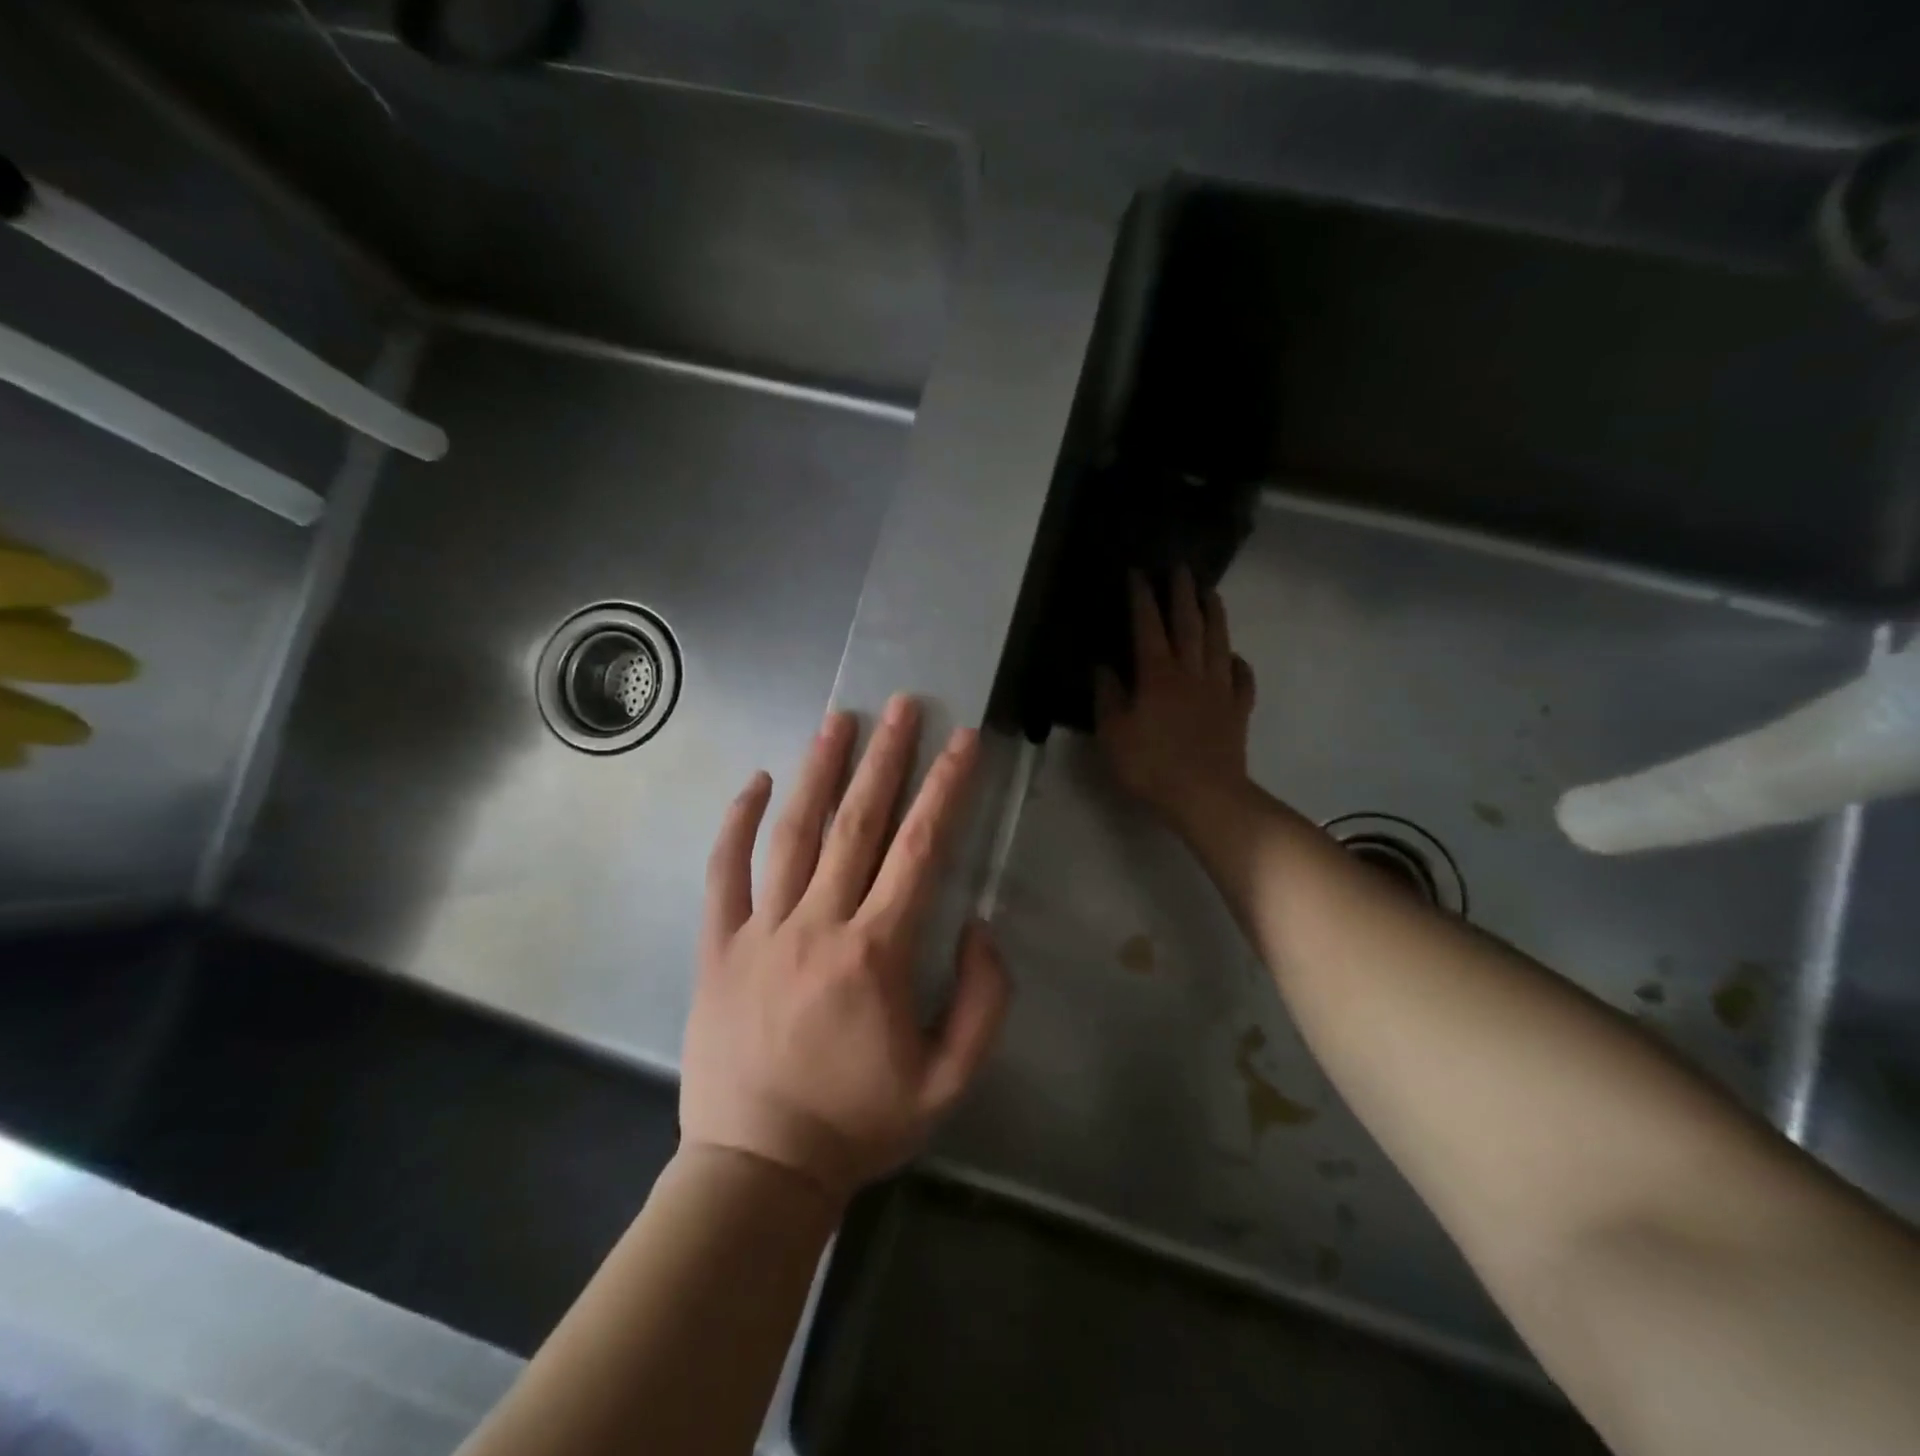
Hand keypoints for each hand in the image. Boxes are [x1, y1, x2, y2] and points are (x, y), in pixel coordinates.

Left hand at [681, 695, 1011, 1204]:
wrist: (758, 1170)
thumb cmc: (859, 1124)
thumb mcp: (949, 1081)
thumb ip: (983, 1001)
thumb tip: (979, 926)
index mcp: (877, 952)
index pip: (921, 850)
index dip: (946, 789)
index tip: (962, 741)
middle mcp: (818, 924)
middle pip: (858, 823)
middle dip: (886, 758)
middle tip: (902, 705)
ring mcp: (761, 930)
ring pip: (792, 833)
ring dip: (819, 771)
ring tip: (839, 720)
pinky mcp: (718, 945)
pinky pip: (724, 872)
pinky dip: (737, 823)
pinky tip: (754, 781)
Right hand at [1095, 566, 1256, 831]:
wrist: (1205, 795)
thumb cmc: (1150, 765)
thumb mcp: (1113, 734)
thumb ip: (1108, 697)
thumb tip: (1104, 668)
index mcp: (1157, 675)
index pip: (1148, 626)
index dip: (1142, 598)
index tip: (1138, 573)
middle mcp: (1190, 672)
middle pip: (1188, 624)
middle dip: (1182, 593)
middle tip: (1181, 568)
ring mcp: (1219, 690)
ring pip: (1218, 642)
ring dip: (1214, 615)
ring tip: (1211, 593)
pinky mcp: (1237, 710)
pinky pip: (1241, 678)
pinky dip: (1238, 663)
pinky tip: (1234, 657)